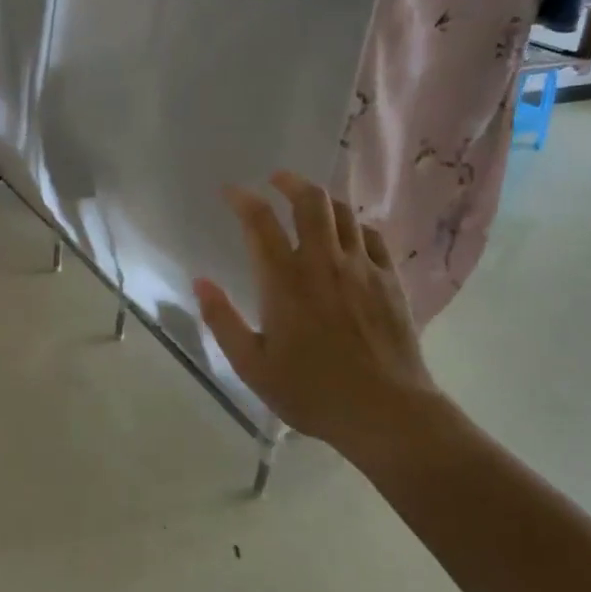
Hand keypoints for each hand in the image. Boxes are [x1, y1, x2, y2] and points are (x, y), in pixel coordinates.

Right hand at [193, 172, 442, 450]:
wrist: (386, 412)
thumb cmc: (311, 391)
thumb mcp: (252, 366)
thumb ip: (223, 321)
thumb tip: (200, 283)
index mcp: (284, 280)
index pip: (260, 221)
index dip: (243, 199)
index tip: (231, 191)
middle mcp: (322, 262)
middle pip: (310, 201)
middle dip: (290, 182)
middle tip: (277, 179)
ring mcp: (361, 267)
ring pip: (343, 212)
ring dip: (323, 198)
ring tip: (310, 201)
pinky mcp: (390, 280)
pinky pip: (372, 236)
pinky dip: (355, 225)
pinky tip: (349, 234)